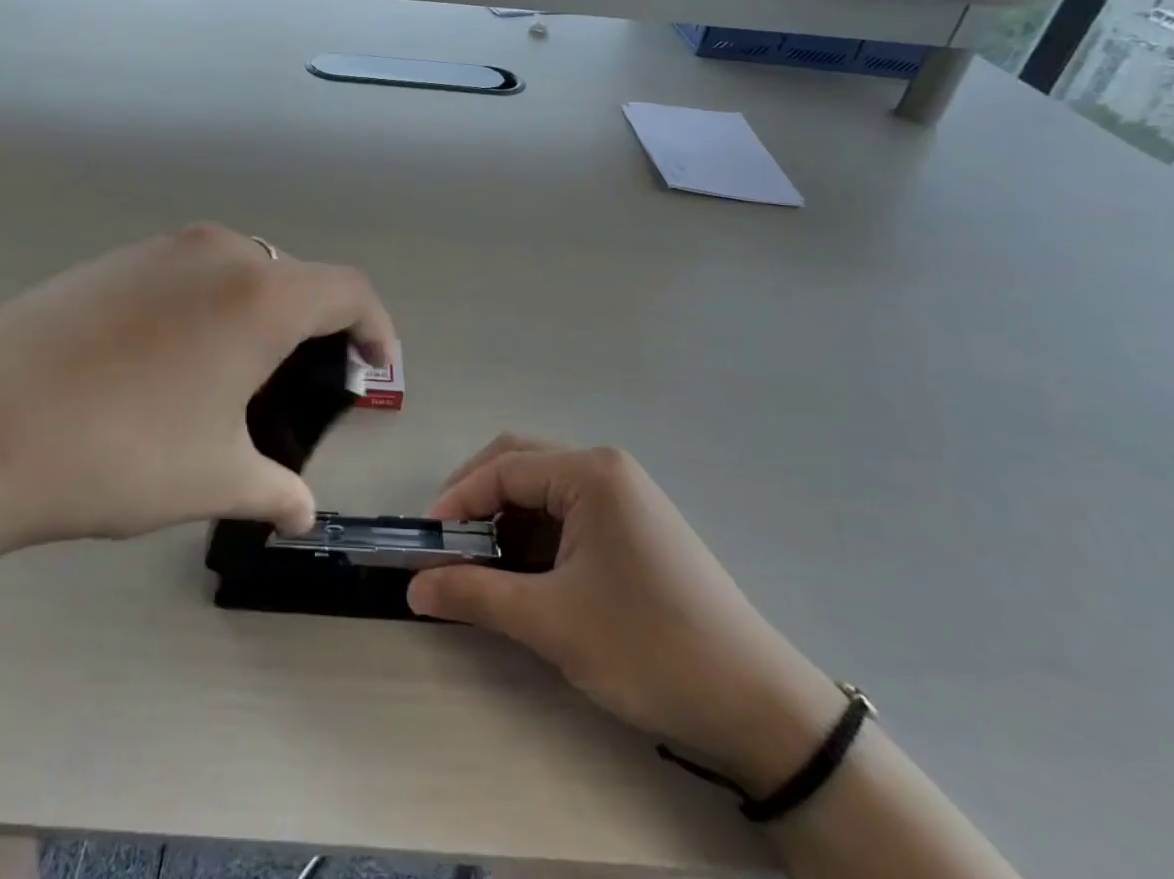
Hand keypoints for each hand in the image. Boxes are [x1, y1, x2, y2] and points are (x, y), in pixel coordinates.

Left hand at [0, 224, 394, 566]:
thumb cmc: (119, 452)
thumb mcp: (212, 478)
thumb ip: (274, 490)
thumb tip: (302, 511)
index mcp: (260, 293)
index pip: (349, 292)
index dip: (376, 331)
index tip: (375, 375)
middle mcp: (217, 252)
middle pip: (294, 278)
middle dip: (314, 330)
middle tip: (302, 389)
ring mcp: (157, 250)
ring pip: (237, 273)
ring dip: (256, 318)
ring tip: (232, 382)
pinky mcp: (110, 262)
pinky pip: (185, 276)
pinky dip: (205, 310)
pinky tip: (166, 368)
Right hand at [407, 437, 843, 790]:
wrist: (759, 707)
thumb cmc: (649, 648)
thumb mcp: (553, 623)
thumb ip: (476, 596)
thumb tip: (414, 588)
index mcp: (591, 473)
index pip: (504, 468)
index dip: (457, 499)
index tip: (426, 541)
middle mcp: (607, 470)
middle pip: (522, 466)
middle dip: (477, 501)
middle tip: (446, 545)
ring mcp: (625, 497)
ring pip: (543, 492)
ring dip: (505, 522)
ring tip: (481, 567)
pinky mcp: (635, 528)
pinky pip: (569, 515)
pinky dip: (536, 538)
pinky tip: (525, 575)